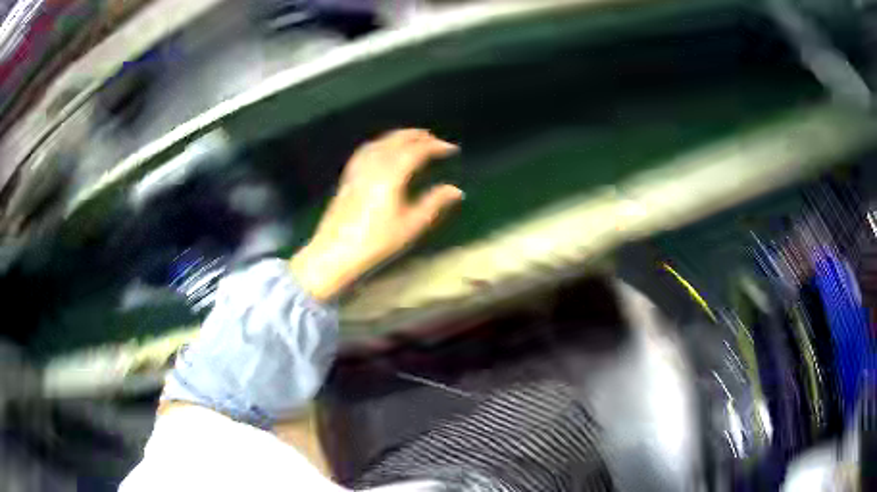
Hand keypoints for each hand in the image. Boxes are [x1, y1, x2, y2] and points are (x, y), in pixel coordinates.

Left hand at [290, 129, 462, 300]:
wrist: (335, 252)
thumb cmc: (376, 241)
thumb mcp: (410, 225)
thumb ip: (434, 203)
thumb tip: (456, 190)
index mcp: (391, 174)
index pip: (417, 151)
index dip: (436, 146)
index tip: (451, 149)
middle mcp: (374, 165)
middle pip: (397, 140)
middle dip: (417, 136)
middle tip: (434, 138)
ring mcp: (358, 169)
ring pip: (380, 142)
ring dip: (398, 136)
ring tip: (412, 138)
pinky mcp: (348, 177)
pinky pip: (366, 150)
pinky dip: (380, 143)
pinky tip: (382, 150)